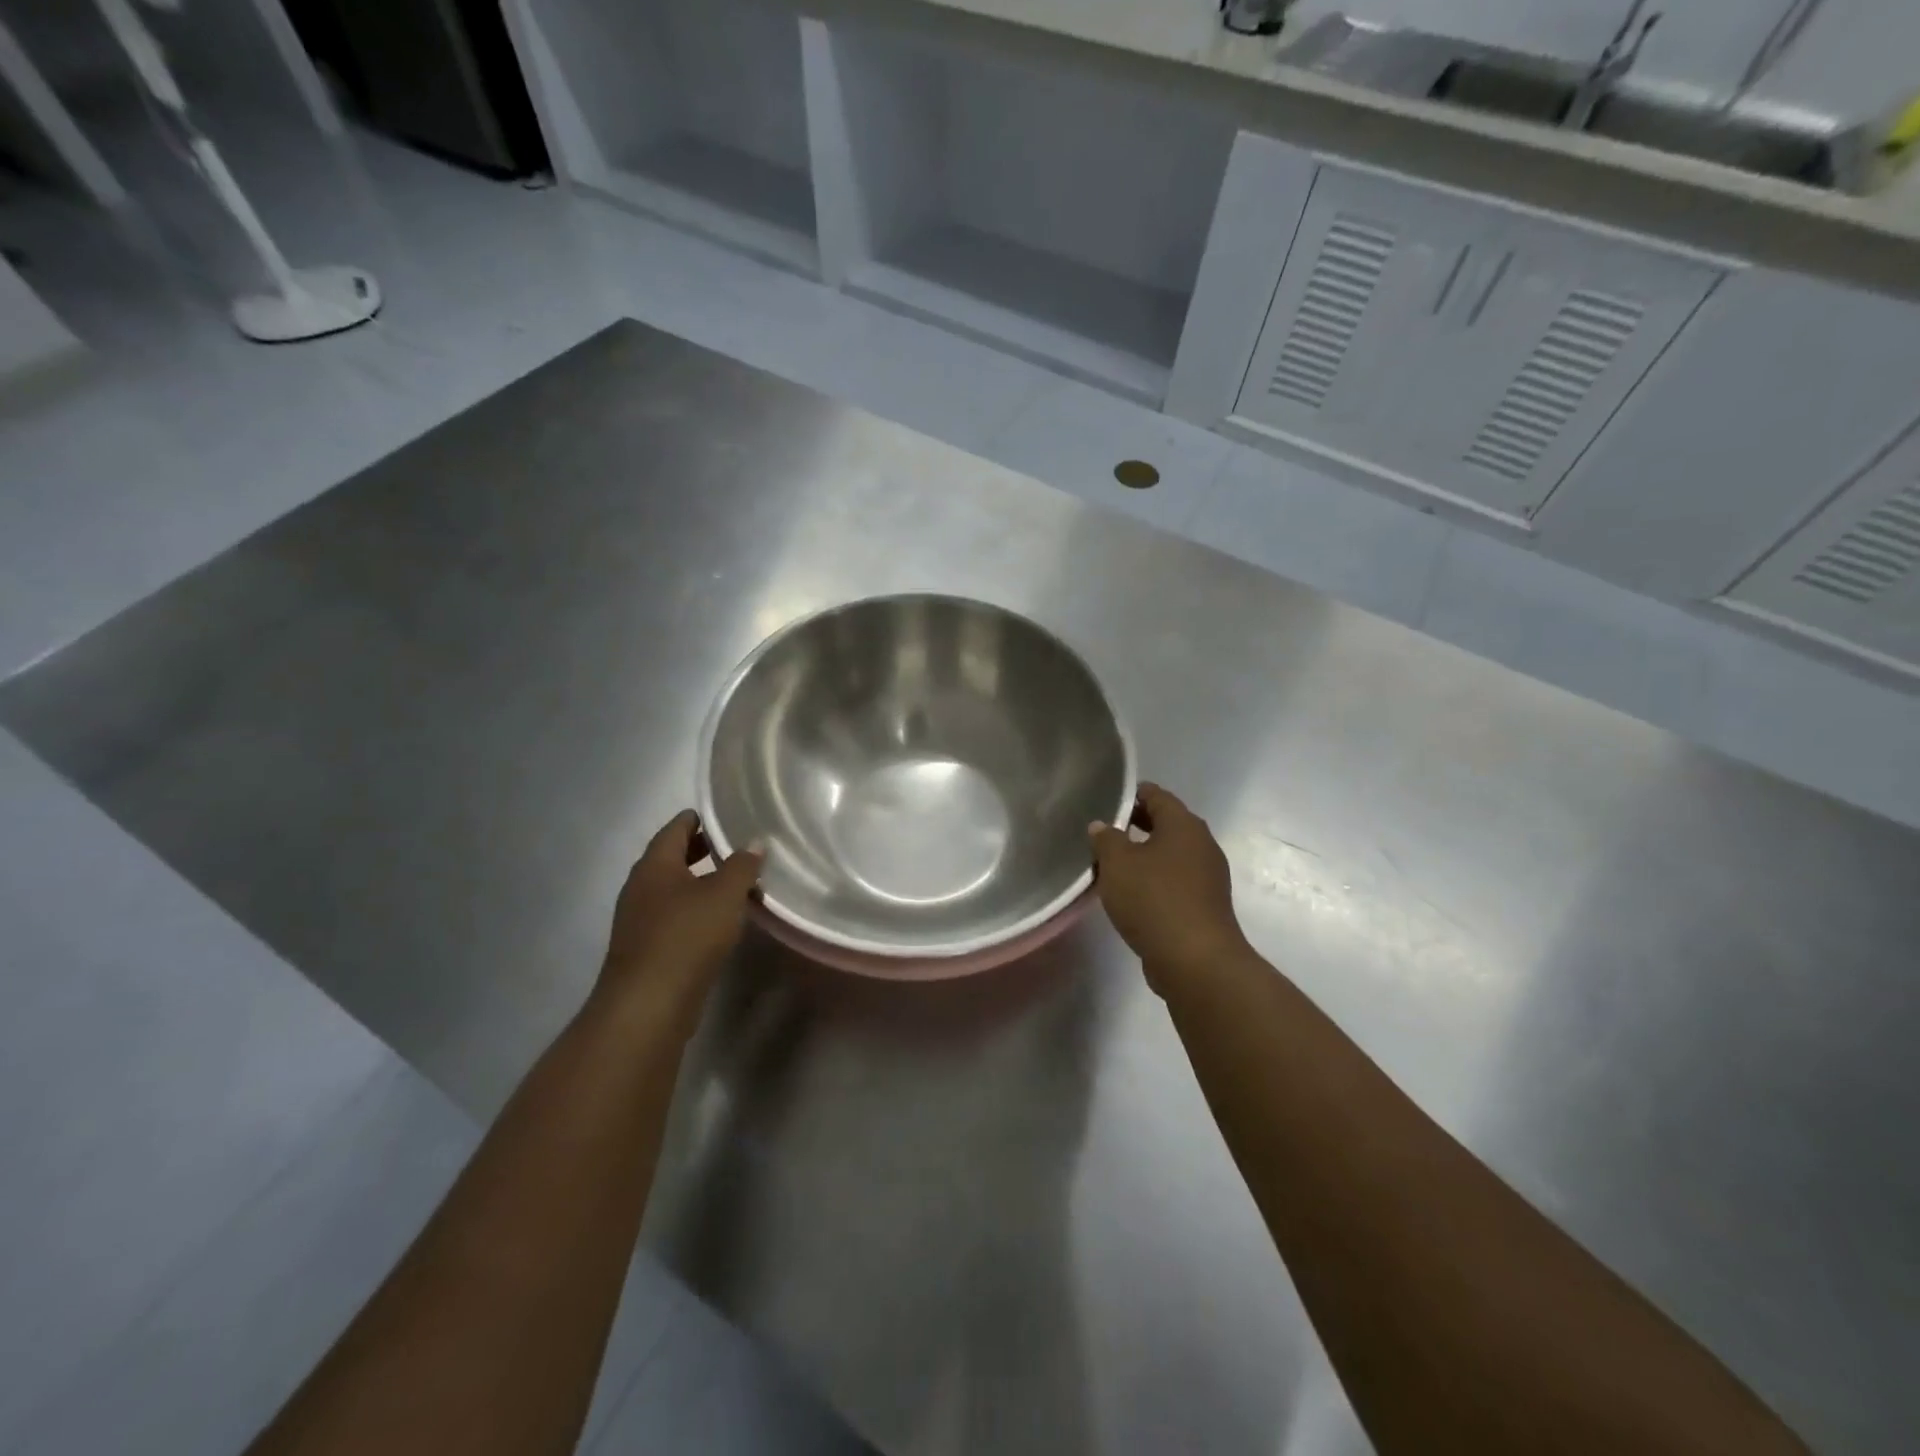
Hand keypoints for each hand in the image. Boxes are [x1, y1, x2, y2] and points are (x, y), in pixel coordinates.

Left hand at [597, 810, 762, 1022]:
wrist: (648, 1005)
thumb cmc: (686, 936)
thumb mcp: (724, 895)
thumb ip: (741, 866)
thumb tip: (754, 843)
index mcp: (654, 866)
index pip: (675, 829)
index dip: (697, 819)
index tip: (721, 814)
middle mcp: (641, 888)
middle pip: (672, 859)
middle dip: (701, 850)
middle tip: (734, 845)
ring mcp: (640, 921)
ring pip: (674, 890)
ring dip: (701, 883)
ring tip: (736, 882)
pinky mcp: (648, 950)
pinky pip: (675, 917)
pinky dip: (697, 910)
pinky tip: (721, 920)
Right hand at [1089, 784, 1250, 994]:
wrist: (1195, 961)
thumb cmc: (1154, 899)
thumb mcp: (1117, 863)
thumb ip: (1106, 839)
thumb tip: (1102, 826)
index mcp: (1184, 825)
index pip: (1156, 795)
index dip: (1131, 795)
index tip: (1107, 801)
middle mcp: (1202, 845)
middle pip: (1166, 824)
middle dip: (1136, 825)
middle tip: (1105, 832)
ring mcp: (1208, 877)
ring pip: (1171, 855)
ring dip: (1145, 856)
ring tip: (1113, 865)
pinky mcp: (1205, 905)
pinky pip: (1176, 881)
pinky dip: (1155, 880)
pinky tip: (1133, 894)